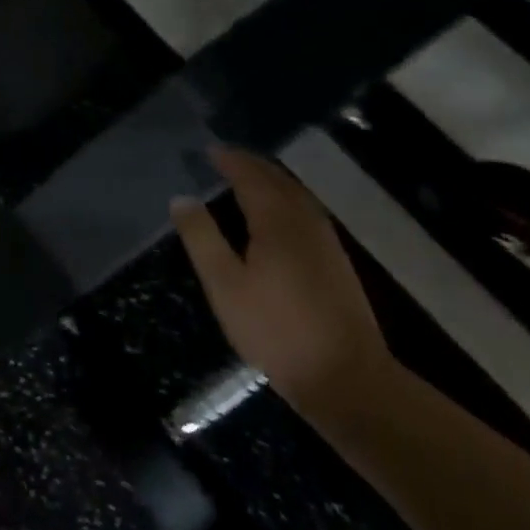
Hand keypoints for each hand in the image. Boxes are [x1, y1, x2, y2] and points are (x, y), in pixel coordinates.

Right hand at [173, 147, 394, 419]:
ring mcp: (327, 243)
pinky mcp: (337, 264)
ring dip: (271, 180)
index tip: (209, 150)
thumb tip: (182, 198)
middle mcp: (306, 223)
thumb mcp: (224, 285)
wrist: (347, 379)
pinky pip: (306, 213)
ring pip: (297, 196)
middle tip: (225, 157)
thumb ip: (201, 238)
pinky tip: (276, 216)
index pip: (251, 177)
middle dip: (252, 165)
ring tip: (247, 178)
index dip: (230, 160)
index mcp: (277, 222)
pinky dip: (285, 200)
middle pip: (279, 181)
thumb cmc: (276, 329)